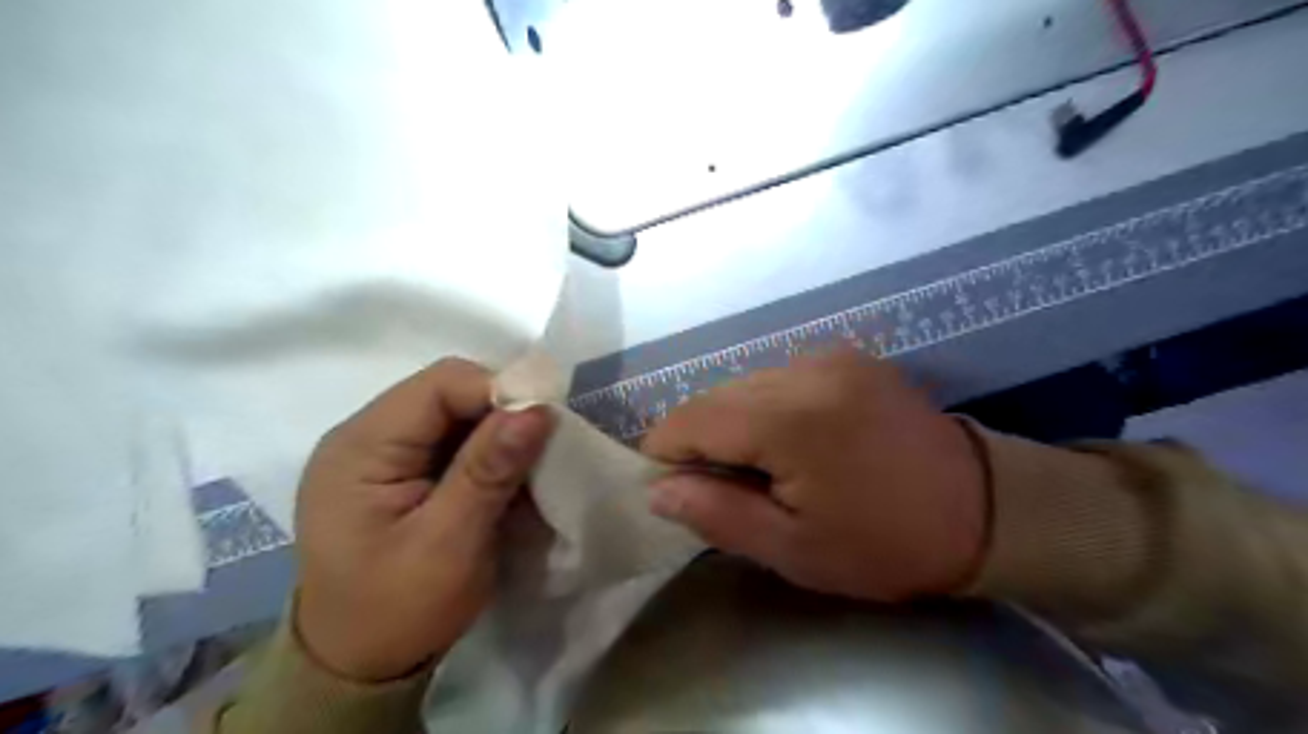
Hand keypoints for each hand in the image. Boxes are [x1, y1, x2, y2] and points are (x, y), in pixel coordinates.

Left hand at [294, 360, 551, 679]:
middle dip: (502, 412)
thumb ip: (489, 471)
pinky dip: (488, 451)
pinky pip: (454, 439)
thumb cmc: (398, 610)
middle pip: (449, 392)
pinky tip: (507, 475)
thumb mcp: (449, 544)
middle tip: (544, 444)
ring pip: (457, 413)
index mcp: (361, 447)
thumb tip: (537, 409)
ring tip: (530, 463)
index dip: (499, 391)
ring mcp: (383, 452)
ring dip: (499, 432)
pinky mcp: (402, 470)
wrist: (359, 664)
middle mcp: (366, 436)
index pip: (441, 384)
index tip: (546, 422)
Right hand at [639, 349, 985, 602]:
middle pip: (714, 396)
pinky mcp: (845, 356)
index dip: (665, 451)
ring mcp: (829, 356)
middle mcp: (804, 370)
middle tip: (718, 486)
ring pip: (743, 384)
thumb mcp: (794, 549)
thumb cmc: (886, 543)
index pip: (690, 419)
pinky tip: (791, 441)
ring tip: (759, 466)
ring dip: (733, 422)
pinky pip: (778, 378)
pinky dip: (766, 407)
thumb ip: (716, 513)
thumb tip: (657, 490)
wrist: (984, 509)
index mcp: (789, 418)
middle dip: (699, 439)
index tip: (669, 486)